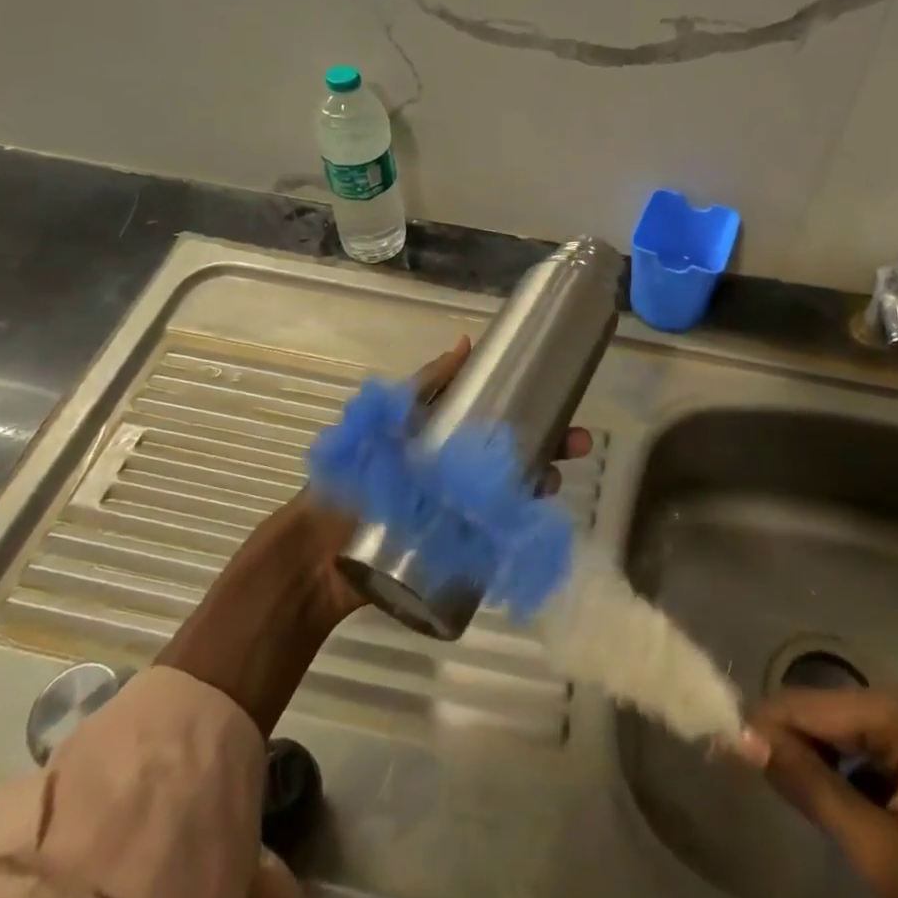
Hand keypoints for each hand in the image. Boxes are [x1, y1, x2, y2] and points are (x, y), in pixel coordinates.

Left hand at [159, 337, 591, 731]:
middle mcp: (459, 469)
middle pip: (513, 451)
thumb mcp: (389, 420)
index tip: (561, 399)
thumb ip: (425, 385)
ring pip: (512, 488)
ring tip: (552, 482)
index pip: (498, 415)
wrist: (319, 556)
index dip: (531, 406)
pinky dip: (520, 522)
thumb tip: (467, 341)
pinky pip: (498, 529)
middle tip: (578, 443)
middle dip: (548, 444)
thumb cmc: (355, 476)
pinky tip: (536, 518)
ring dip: (538, 481)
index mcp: (444, 436)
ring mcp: (460, 508)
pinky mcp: (459, 545)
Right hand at [750, 686, 897, 897]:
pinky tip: (842, 806)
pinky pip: (870, 744)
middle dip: (789, 745)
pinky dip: (847, 771)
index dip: (760, 729)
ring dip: (817, 761)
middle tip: (756, 787)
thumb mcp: (887, 856)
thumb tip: (741, 737)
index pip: (804, 705)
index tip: (721, 754)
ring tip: (795, 801)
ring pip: (843, 729)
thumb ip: (812, 789)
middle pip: (823, 711)